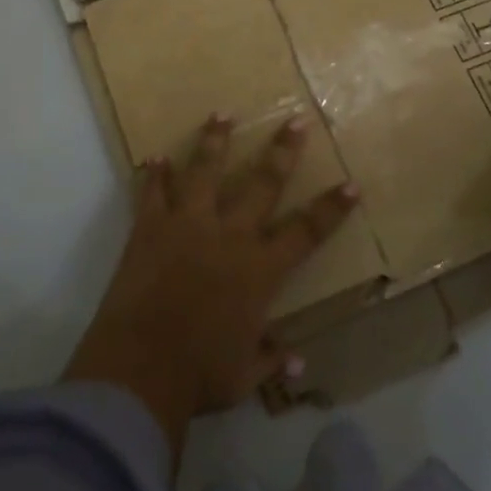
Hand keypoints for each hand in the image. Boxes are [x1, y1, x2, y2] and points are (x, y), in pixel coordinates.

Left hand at [63, 114, 357, 459]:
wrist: (139, 368)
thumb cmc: (199, 375)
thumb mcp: (243, 376)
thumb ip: (270, 360)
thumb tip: (298, 362)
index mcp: (259, 269)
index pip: (306, 232)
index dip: (331, 208)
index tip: (351, 183)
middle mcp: (228, 236)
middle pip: (262, 184)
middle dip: (282, 151)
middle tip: (295, 121)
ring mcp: (187, 225)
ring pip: (205, 171)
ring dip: (214, 141)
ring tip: (221, 114)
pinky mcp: (150, 227)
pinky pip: (153, 192)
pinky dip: (154, 175)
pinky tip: (155, 157)